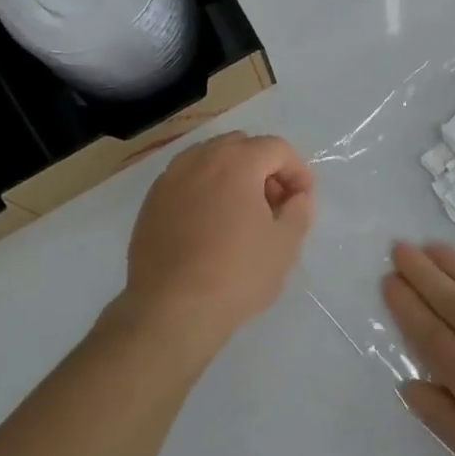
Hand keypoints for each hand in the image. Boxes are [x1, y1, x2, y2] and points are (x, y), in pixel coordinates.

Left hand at [124, 132, 315, 345]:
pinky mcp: (150, 203)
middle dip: (263, 167)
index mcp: (236, 162)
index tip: (303, 199)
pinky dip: (204, 190)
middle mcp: (199, 160)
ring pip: (208, 160)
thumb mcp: (285, 245)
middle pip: (240, 146)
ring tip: (241, 213)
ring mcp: (169, 180)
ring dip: (231, 175)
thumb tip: (297, 197)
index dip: (297, 170)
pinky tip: (210, 226)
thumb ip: (299, 211)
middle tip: (274, 203)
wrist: (172, 309)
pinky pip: (185, 181)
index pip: (276, 148)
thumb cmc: (237, 274)